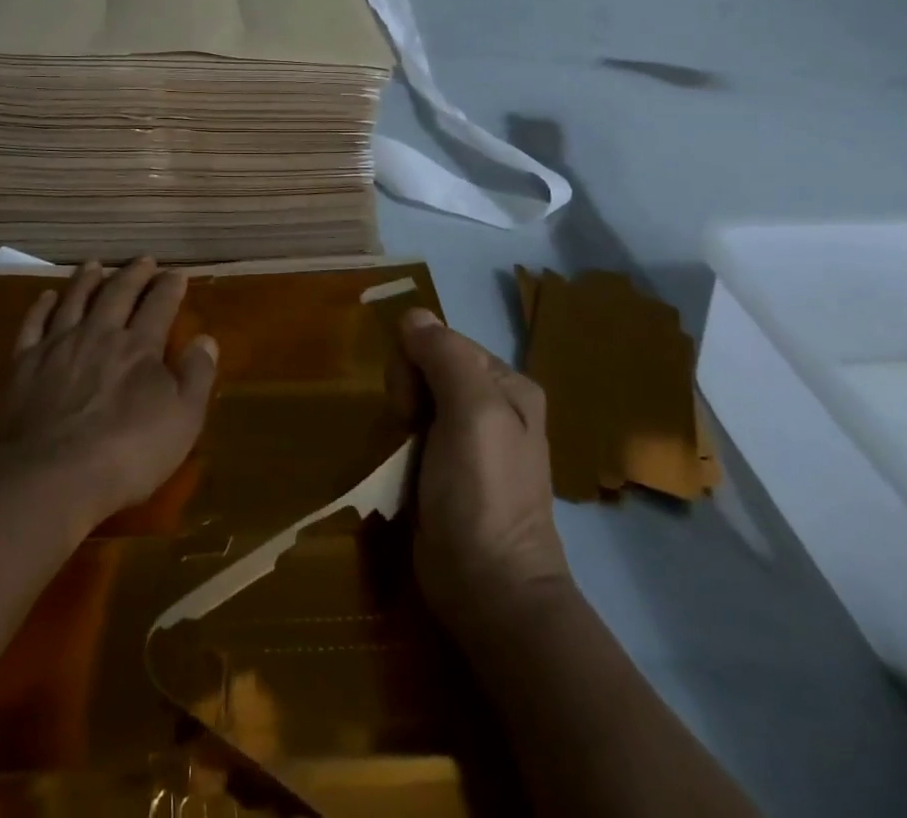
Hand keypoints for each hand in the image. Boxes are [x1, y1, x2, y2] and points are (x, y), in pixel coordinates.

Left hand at [0, 259, 218, 529]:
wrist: (48, 477)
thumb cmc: (126, 453)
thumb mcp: (182, 420)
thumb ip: (196, 376)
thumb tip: (206, 339)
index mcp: (139, 346)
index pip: (159, 305)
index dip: (169, 287)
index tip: (177, 273)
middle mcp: (99, 334)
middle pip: (117, 294)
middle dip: (133, 274)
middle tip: (143, 260)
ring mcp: (58, 346)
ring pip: (75, 300)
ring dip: (87, 280)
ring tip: (95, 264)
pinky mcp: (24, 365)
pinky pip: (34, 324)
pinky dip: (42, 307)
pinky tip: (47, 297)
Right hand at [390, 308, 567, 632]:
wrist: (490, 591)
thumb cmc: (483, 493)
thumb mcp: (472, 413)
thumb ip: (445, 356)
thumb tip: (413, 314)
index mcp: (507, 386)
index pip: (444, 342)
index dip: (418, 363)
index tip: (413, 403)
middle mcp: (491, 406)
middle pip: (427, 369)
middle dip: (407, 392)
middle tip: (409, 429)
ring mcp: (468, 441)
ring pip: (414, 401)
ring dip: (400, 421)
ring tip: (404, 455)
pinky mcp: (445, 470)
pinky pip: (412, 434)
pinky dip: (399, 444)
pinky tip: (400, 468)